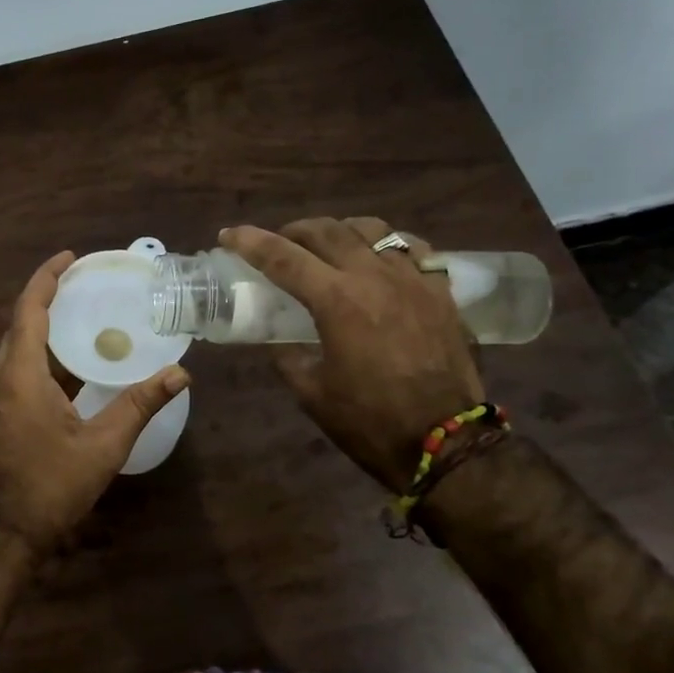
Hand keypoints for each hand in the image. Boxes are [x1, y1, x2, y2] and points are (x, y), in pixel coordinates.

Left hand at [0, 252, 189, 551]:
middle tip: (87, 282)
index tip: (71, 257)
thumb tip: (180, 375)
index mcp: (20, 375)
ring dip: (48, 324)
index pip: (30, 309)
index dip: (47, 278)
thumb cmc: (53, 485)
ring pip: (20, 345)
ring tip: (86, 311)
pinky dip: (46, 352)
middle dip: (50, 296)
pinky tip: (77, 358)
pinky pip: (21, 366)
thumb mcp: (103, 446)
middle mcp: (1, 376)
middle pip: (22, 322)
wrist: (8, 530)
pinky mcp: (1, 409)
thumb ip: (140, 405)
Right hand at [222, 218, 482, 488]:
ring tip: (328, 245)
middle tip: (279, 244)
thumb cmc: (370, 421)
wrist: (446, 443)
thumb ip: (288, 356)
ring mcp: (413, 279)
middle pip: (326, 231)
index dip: (250, 242)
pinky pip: (412, 248)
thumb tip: (279, 339)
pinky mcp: (440, 291)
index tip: (228, 235)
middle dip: (293, 231)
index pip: (283, 257)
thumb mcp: (311, 393)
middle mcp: (374, 277)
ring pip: (371, 229)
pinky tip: (379, 258)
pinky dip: (387, 244)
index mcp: (336, 301)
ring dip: (339, 231)